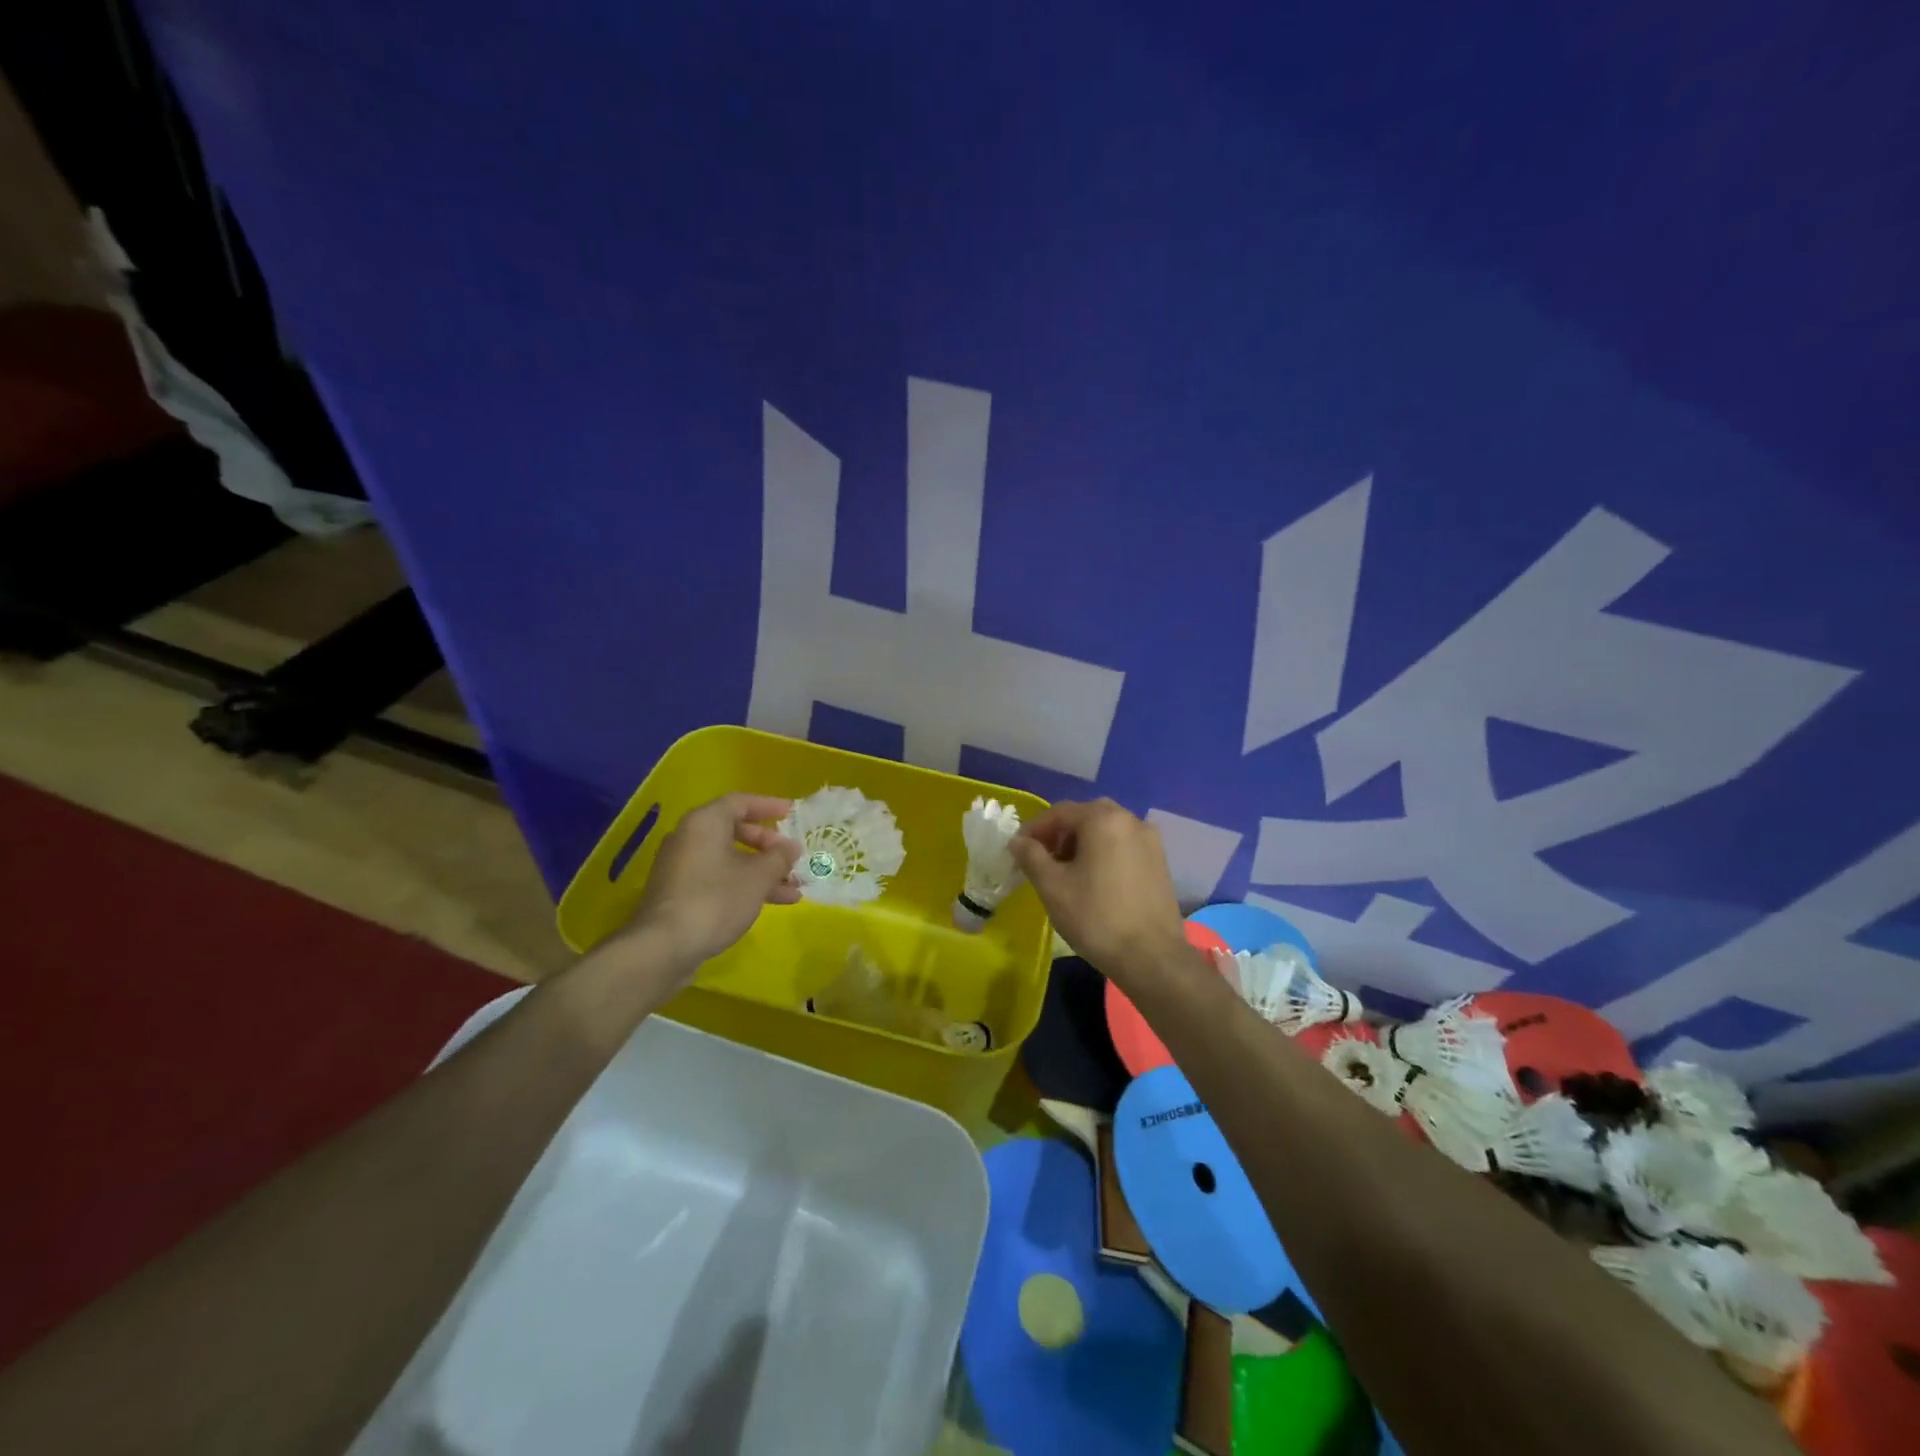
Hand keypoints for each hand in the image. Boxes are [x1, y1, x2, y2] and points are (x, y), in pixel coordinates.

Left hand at [627, 794, 800, 968]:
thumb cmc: (715, 900)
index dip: (769, 806)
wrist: (663, 948)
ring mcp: (682, 867)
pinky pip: (719, 879)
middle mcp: (689, 838)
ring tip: (793, 888)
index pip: (740, 802)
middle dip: (768, 845)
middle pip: (735, 831)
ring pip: (730, 860)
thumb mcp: (758, 877)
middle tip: (791, 857)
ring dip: (762, 871)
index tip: (792, 813)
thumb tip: (791, 847)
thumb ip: (779, 857)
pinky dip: (744, 885)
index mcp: (705, 823)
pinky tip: (771, 903)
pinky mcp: (680, 894)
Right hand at [1009, 799, 1187, 981]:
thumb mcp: (1052, 887)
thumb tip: (1018, 841)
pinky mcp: (1160, 861)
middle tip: (1042, 859)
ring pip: (1106, 830)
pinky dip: (1104, 852)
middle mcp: (1130, 820)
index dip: (1035, 829)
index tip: (1018, 850)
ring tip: (1067, 872)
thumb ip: (1031, 857)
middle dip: (1060, 834)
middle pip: (1086, 816)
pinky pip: (1124, 845)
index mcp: (1103, 819)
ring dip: (1082, 843)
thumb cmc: (1096, 917)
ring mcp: (1150, 840)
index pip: (1060, 812)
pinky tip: (1094, 880)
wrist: (1151, 957)